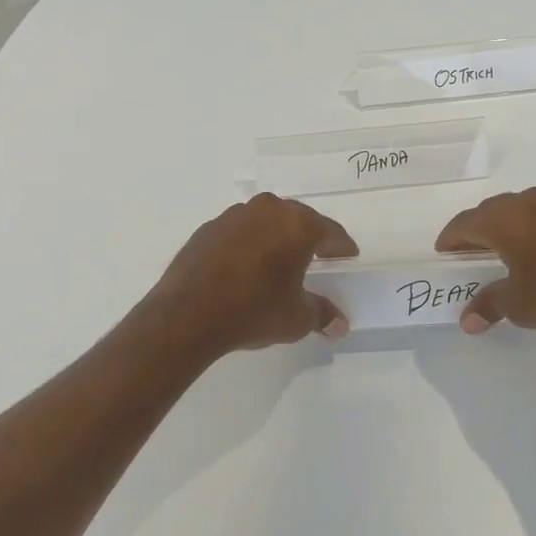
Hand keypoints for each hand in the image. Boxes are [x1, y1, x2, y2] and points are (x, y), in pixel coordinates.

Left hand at [147, 194, 358, 355]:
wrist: (187, 315)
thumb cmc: (253, 311)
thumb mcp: (296, 318)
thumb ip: (321, 314)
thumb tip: (340, 325)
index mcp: (298, 226)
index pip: (330, 232)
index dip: (342, 247)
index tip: (348, 256)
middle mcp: (269, 210)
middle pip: (299, 219)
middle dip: (310, 237)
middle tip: (318, 255)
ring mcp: (235, 215)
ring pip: (267, 220)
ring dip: (277, 236)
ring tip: (280, 259)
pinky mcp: (209, 227)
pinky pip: (240, 230)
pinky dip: (249, 242)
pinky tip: (246, 264)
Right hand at [435, 187, 535, 338]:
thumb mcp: (521, 305)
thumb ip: (489, 306)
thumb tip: (466, 322)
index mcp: (506, 220)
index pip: (466, 223)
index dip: (451, 238)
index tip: (443, 252)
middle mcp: (529, 203)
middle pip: (490, 211)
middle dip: (475, 231)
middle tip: (467, 253)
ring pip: (518, 210)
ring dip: (504, 227)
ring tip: (500, 252)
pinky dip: (530, 229)